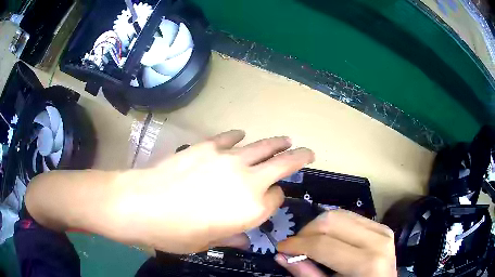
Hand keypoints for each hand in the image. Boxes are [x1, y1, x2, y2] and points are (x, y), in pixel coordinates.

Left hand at [117, 130, 313, 253]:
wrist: (141, 204)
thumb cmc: (175, 233)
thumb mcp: (207, 243)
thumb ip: (231, 238)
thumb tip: (243, 240)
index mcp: (251, 210)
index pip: (276, 198)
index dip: (275, 199)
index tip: (270, 200)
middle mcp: (248, 181)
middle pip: (283, 163)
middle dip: (300, 157)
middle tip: (308, 152)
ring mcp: (228, 159)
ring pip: (263, 146)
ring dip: (277, 142)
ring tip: (285, 140)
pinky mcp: (208, 146)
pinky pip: (232, 137)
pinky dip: (240, 137)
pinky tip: (241, 136)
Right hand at [275, 210, 396, 276]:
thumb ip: (306, 273)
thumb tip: (281, 255)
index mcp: (367, 263)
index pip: (324, 244)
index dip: (297, 244)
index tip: (281, 247)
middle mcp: (378, 240)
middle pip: (332, 220)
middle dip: (307, 232)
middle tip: (295, 246)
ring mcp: (382, 229)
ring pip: (340, 214)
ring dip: (318, 226)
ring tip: (310, 242)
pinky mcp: (381, 226)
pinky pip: (351, 216)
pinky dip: (333, 225)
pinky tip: (328, 239)